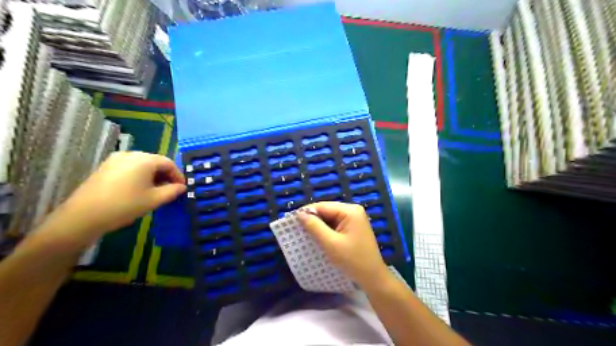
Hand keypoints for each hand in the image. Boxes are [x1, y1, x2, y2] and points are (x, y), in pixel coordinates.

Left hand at [38, 150, 184, 249]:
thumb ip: (172, 191)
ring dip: (153, 175)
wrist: (84, 216)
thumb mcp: (154, 200)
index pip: (169, 163)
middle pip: (155, 161)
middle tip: (171, 189)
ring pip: (142, 164)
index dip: (178, 175)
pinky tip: (139, 189)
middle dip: (166, 175)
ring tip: (156, 191)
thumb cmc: (125, 205)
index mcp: (145, 160)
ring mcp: (116, 159)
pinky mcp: (106, 167)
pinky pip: (130, 167)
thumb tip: (182, 187)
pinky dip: (140, 175)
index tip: (182, 188)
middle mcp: (131, 154)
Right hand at [298, 201, 388, 287]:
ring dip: (318, 225)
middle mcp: (353, 210)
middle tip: (297, 228)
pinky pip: (336, 224)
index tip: (292, 220)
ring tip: (305, 233)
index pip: (323, 206)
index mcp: (350, 211)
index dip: (307, 212)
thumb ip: (315, 227)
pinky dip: (326, 230)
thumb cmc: (352, 260)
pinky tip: (318, 236)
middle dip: (312, 219)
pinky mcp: (353, 227)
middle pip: (327, 210)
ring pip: (330, 217)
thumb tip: (300, 214)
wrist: (372, 277)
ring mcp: (354, 219)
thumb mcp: (330, 243)